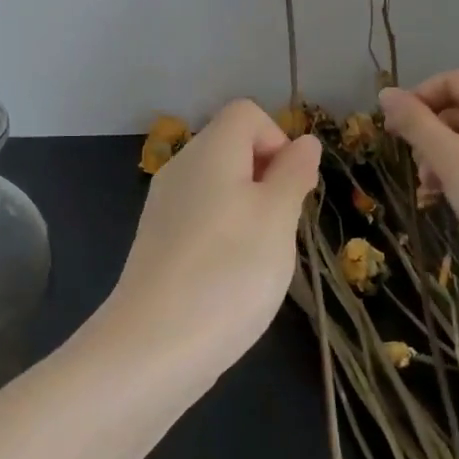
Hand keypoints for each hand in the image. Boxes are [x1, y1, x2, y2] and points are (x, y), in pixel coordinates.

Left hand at [100, 99, 321, 384]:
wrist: (153, 345)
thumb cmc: (229, 271)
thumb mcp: (278, 218)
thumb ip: (293, 173)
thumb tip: (304, 141)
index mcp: (210, 150)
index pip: (246, 113)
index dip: (277, 140)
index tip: (290, 188)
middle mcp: (181, 166)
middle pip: (232, 147)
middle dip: (267, 179)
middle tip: (280, 228)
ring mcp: (164, 204)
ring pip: (219, 186)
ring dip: (249, 210)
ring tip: (257, 258)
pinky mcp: (157, 240)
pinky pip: (201, 216)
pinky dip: (224, 234)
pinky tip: (229, 277)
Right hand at [378, 71, 458, 314]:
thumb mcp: (451, 160)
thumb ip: (416, 124)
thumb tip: (385, 93)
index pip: (450, 81)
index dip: (416, 100)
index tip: (391, 131)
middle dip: (429, 136)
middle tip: (416, 169)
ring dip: (443, 159)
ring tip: (430, 191)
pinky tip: (449, 200)